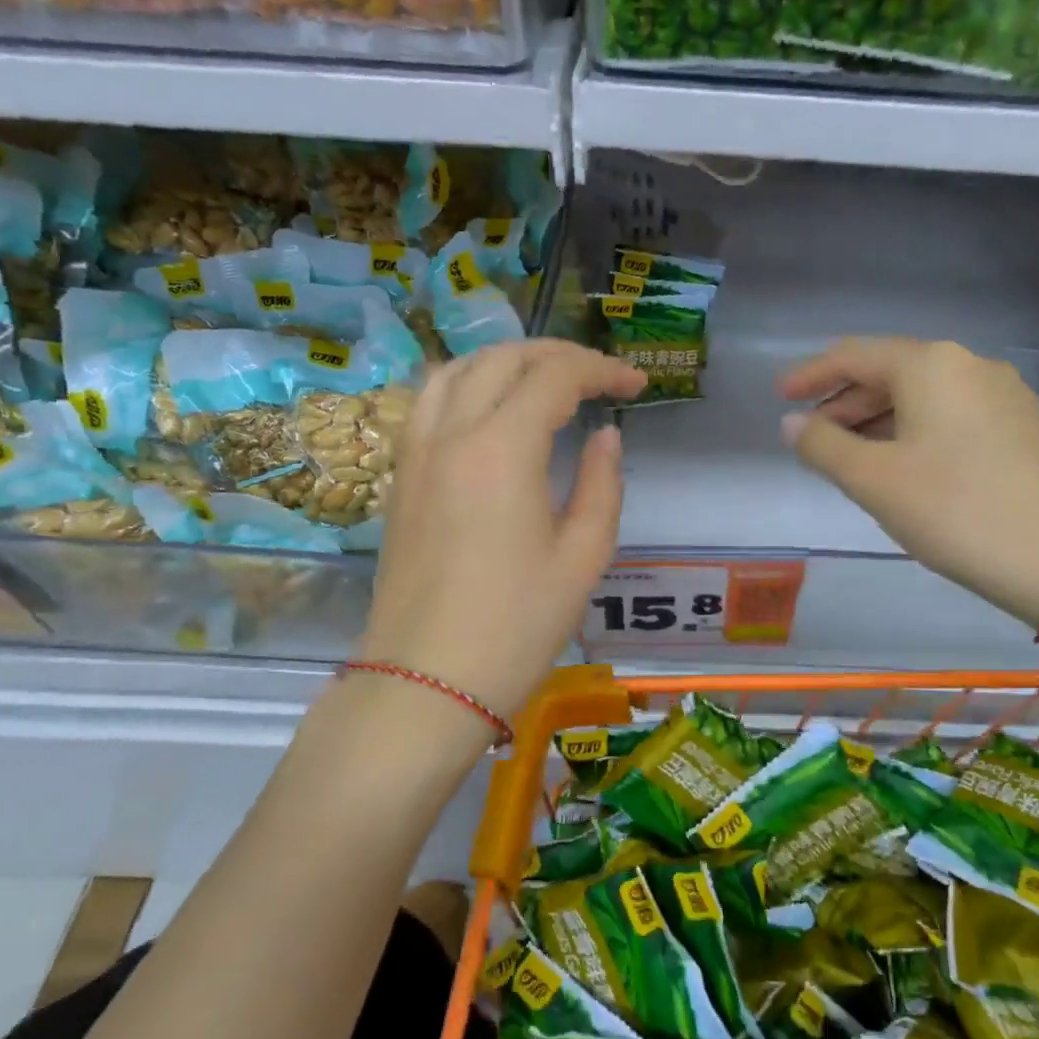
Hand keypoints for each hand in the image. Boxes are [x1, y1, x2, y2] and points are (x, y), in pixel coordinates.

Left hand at [361, 340, 645, 720]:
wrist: (427, 681)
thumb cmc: (517, 625)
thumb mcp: (583, 557)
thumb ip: (602, 485)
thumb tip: (606, 437)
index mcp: (502, 449)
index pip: (555, 377)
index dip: (602, 370)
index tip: (637, 385)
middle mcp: (452, 434)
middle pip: (503, 360)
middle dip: (558, 356)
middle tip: (600, 378)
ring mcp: (416, 453)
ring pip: (457, 370)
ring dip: (507, 362)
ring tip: (545, 382)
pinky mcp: (401, 478)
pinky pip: (431, 403)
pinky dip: (467, 385)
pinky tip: (491, 410)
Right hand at [779, 338, 1038, 625]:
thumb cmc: (956, 510)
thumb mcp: (875, 480)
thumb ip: (824, 446)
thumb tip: (792, 424)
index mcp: (930, 365)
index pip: (854, 355)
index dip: (811, 374)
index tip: (780, 396)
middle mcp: (969, 365)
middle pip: (890, 372)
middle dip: (844, 401)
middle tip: (809, 436)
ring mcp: (1002, 395)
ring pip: (921, 397)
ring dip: (877, 420)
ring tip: (848, 456)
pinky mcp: (1020, 428)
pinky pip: (949, 416)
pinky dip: (912, 432)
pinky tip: (901, 465)